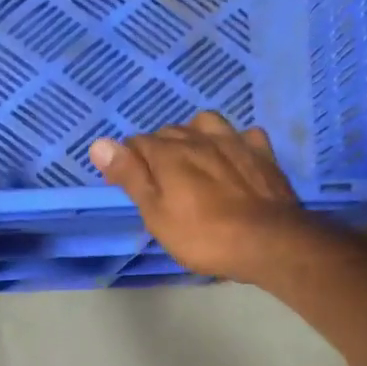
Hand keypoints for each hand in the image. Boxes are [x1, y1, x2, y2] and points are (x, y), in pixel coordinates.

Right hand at [89, 112, 305, 281]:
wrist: (267, 242)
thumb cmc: (203, 235)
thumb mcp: (156, 213)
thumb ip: (129, 176)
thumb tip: (98, 143)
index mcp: (169, 153)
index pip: (137, 143)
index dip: (128, 160)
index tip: (128, 182)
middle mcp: (200, 138)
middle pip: (170, 132)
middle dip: (159, 148)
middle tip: (158, 179)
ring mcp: (235, 142)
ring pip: (206, 124)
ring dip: (194, 135)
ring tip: (193, 158)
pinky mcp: (263, 154)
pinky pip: (243, 135)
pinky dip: (233, 142)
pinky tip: (233, 156)